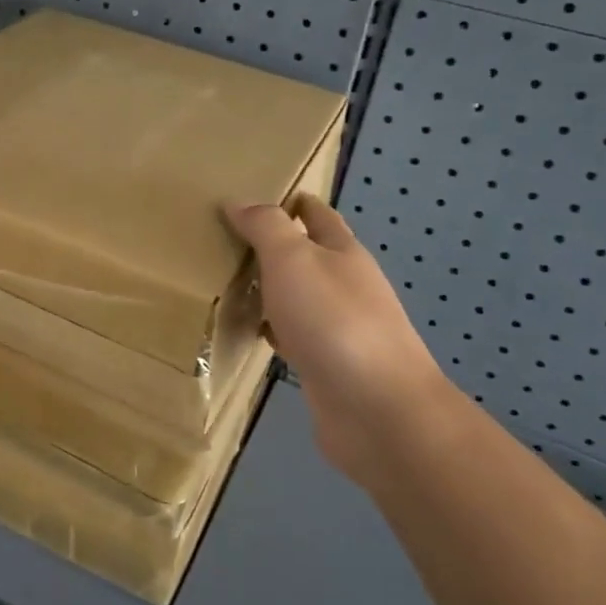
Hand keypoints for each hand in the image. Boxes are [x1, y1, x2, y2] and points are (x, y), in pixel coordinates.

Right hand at [225, 194, 445, 477]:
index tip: (259, 194)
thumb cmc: (334, 321)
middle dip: (276, 245)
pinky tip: (249, 331)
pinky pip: (293, 335)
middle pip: (309, 256)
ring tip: (228, 280)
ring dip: (271, 288)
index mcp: (344, 253)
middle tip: (228, 237)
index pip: (318, 216)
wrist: (376, 410)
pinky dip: (272, 328)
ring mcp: (339, 329)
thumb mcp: (294, 259)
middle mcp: (346, 287)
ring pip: (298, 297)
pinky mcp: (327, 366)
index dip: (294, 202)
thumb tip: (239, 201)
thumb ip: (266, 227)